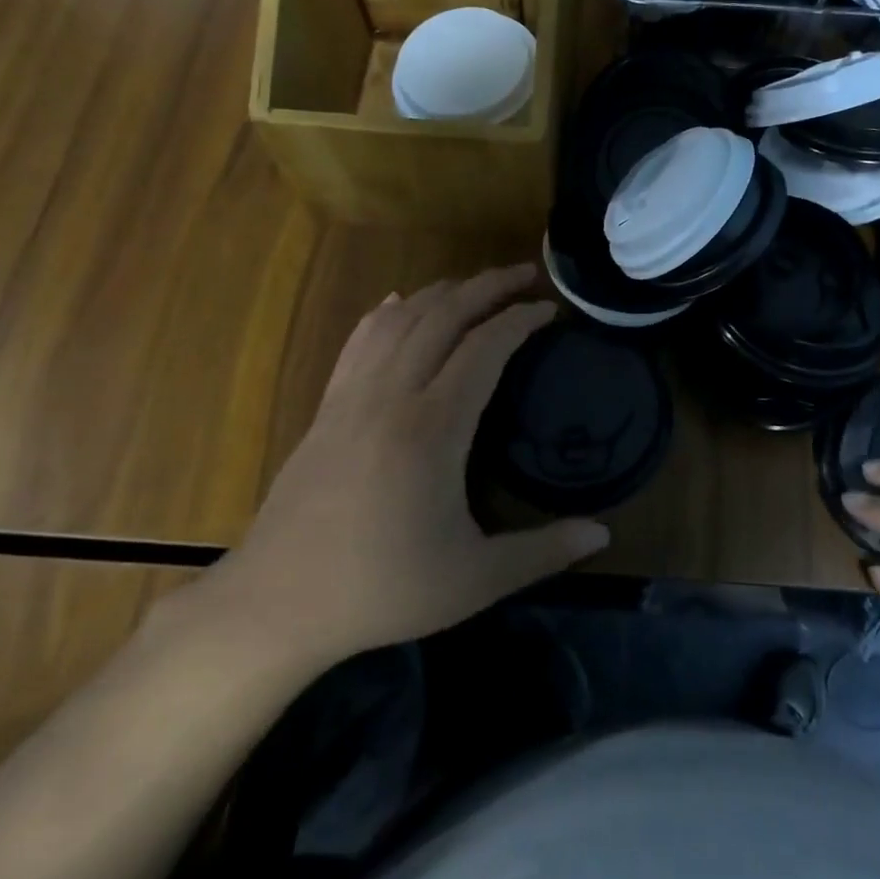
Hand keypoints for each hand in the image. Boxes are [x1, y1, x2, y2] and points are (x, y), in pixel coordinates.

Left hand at [198, 265, 608, 671]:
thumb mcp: (475, 580)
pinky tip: (401, 303)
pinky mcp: (326, 408)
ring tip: (475, 286)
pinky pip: (361, 340)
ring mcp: (351, 397)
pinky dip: (388, 312)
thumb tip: (603, 535)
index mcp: (432, 428)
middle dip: (487, 287)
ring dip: (441, 292)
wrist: (276, 604)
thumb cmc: (382, 590)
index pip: (484, 347)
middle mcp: (391, 396)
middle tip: (525, 274)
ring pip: (399, 319)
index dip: (520, 320)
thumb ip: (543, 552)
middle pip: (442, 315)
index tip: (550, 310)